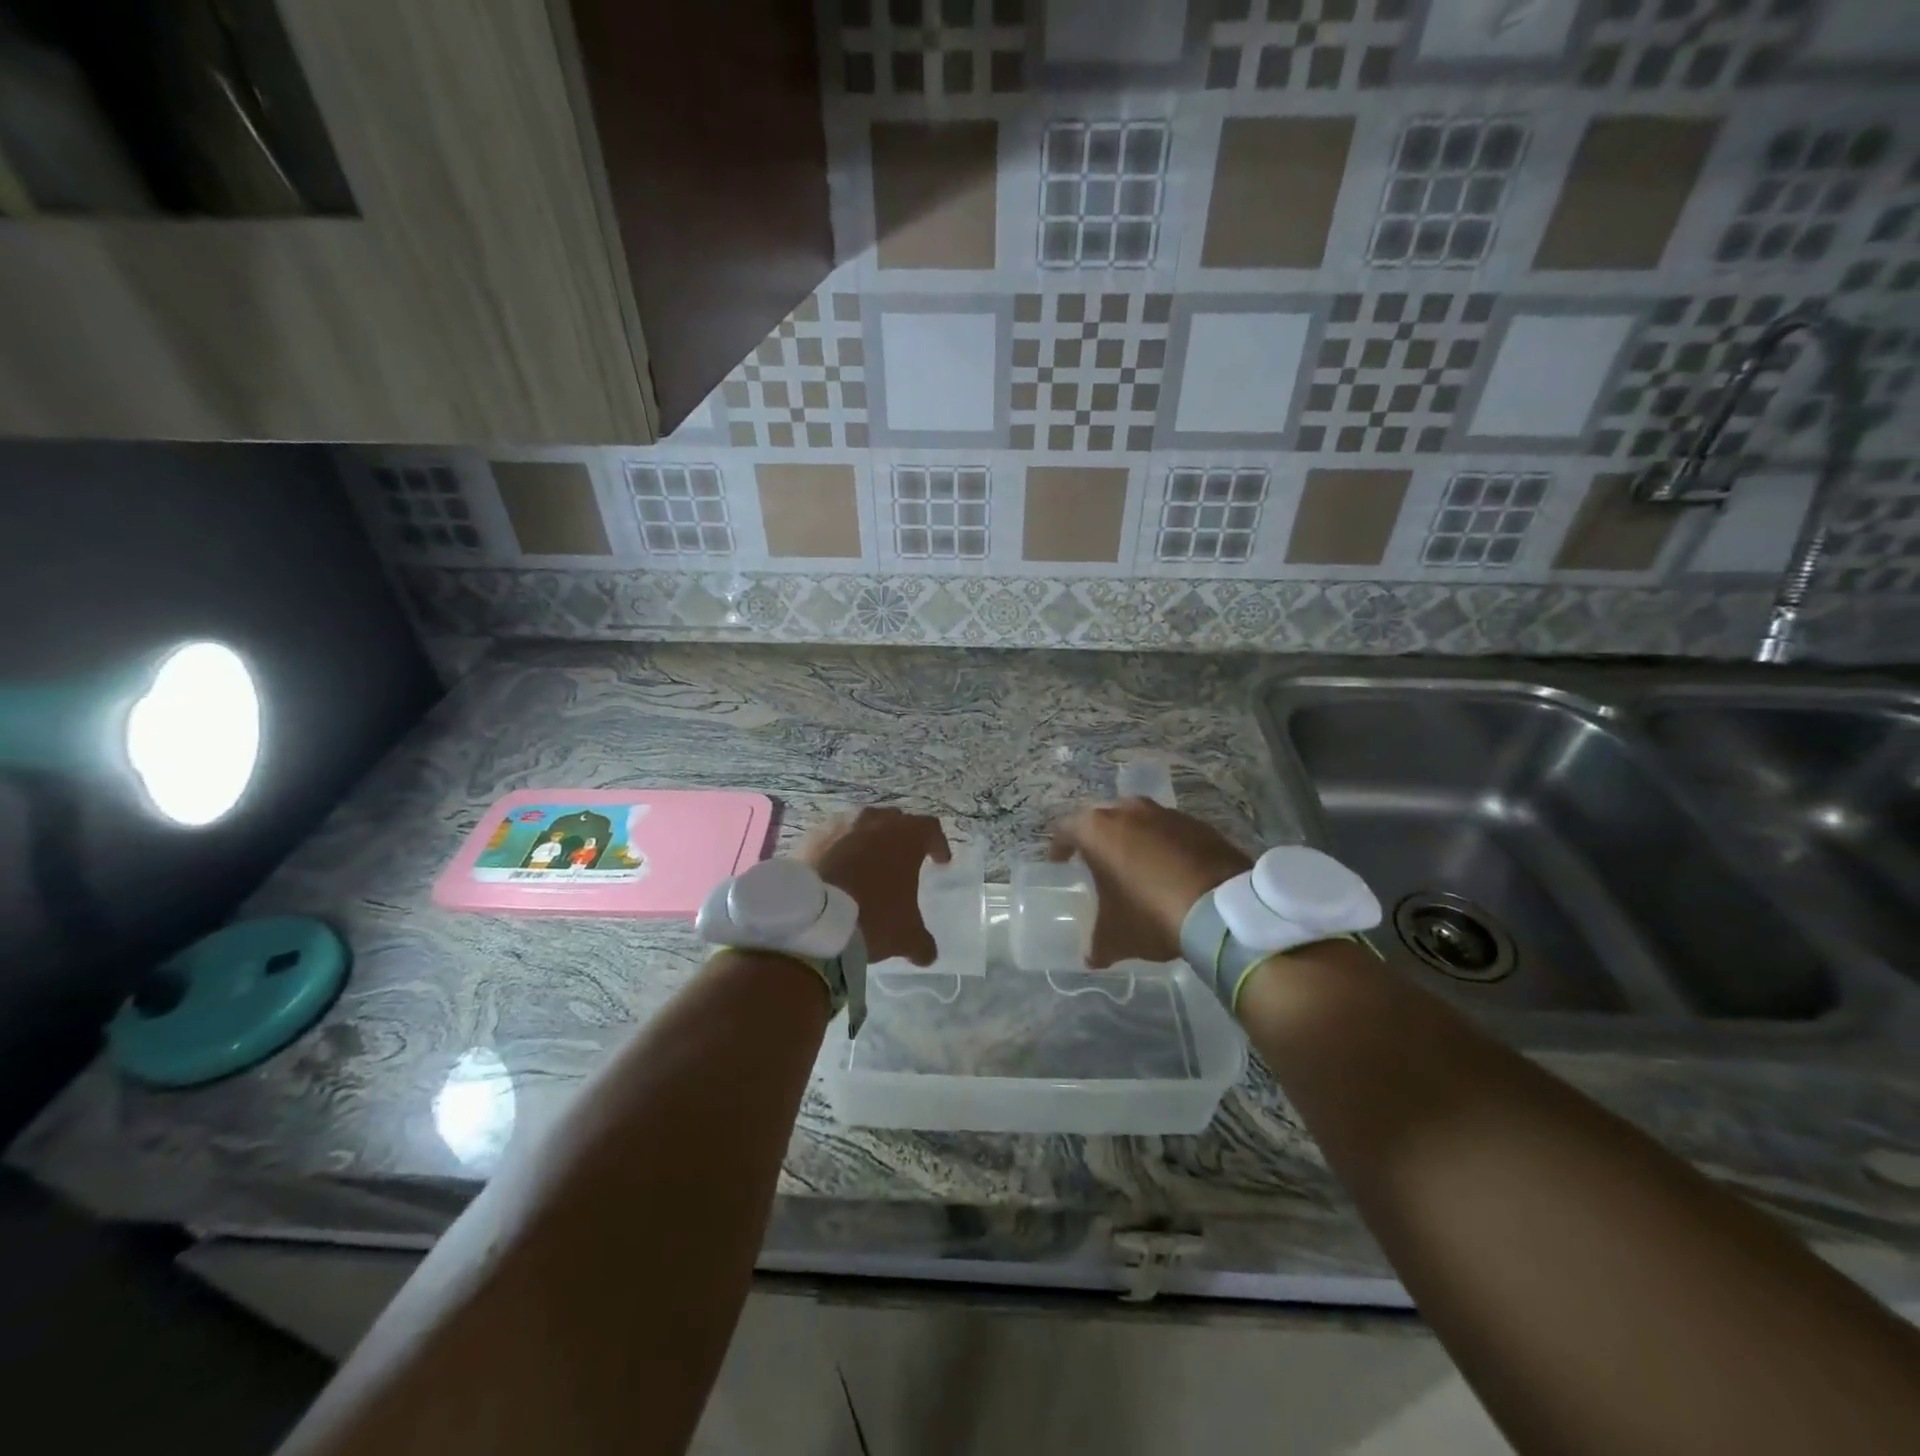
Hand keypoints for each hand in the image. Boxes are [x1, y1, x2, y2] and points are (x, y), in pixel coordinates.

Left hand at [795, 806, 950, 965]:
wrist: (812, 919)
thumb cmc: (872, 917)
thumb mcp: (905, 936)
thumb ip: (922, 942)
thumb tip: (928, 954)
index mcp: (905, 837)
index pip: (930, 828)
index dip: (938, 844)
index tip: (939, 861)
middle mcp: (873, 821)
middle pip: (894, 820)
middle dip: (900, 837)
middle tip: (902, 860)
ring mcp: (839, 826)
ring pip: (861, 825)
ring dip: (867, 840)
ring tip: (867, 864)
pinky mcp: (811, 838)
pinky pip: (832, 838)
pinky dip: (838, 849)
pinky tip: (837, 870)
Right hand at [1049, 800, 1251, 966]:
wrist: (1222, 910)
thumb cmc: (1152, 914)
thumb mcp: (1116, 937)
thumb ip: (1097, 944)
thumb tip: (1091, 957)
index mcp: (1098, 830)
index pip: (1066, 829)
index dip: (1059, 847)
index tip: (1060, 863)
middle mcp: (1129, 810)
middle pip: (1102, 817)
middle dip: (1096, 836)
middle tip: (1095, 861)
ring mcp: (1166, 813)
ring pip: (1138, 818)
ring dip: (1132, 837)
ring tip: (1133, 863)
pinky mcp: (1198, 824)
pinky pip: (1169, 829)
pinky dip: (1163, 844)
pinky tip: (1169, 870)